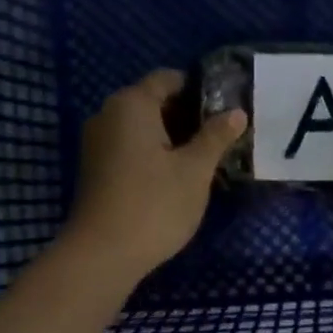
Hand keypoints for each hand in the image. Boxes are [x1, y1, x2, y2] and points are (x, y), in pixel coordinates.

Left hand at [66, 69, 246, 283]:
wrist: (103, 254)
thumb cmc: (155, 204)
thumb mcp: (195, 170)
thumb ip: (216, 137)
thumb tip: (236, 113)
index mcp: (131, 104)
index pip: (168, 79)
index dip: (200, 90)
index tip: (226, 109)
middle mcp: (108, 114)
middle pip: (154, 101)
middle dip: (188, 115)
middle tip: (222, 136)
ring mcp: (97, 143)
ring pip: (142, 127)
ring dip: (173, 137)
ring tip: (205, 157)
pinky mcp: (96, 168)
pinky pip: (130, 147)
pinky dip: (154, 153)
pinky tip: (177, 176)